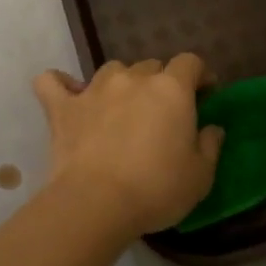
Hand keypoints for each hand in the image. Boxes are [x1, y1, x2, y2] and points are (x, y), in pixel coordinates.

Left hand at [33, 55, 224, 236]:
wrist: (96, 203)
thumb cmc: (156, 189)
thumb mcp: (200, 175)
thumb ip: (210, 145)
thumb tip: (212, 128)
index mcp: (171, 89)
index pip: (190, 62)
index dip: (200, 75)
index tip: (204, 95)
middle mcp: (133, 79)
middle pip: (151, 66)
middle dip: (161, 83)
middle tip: (162, 113)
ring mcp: (94, 89)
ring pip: (112, 70)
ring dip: (121, 84)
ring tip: (121, 108)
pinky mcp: (62, 107)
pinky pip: (53, 82)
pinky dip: (61, 85)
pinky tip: (68, 95)